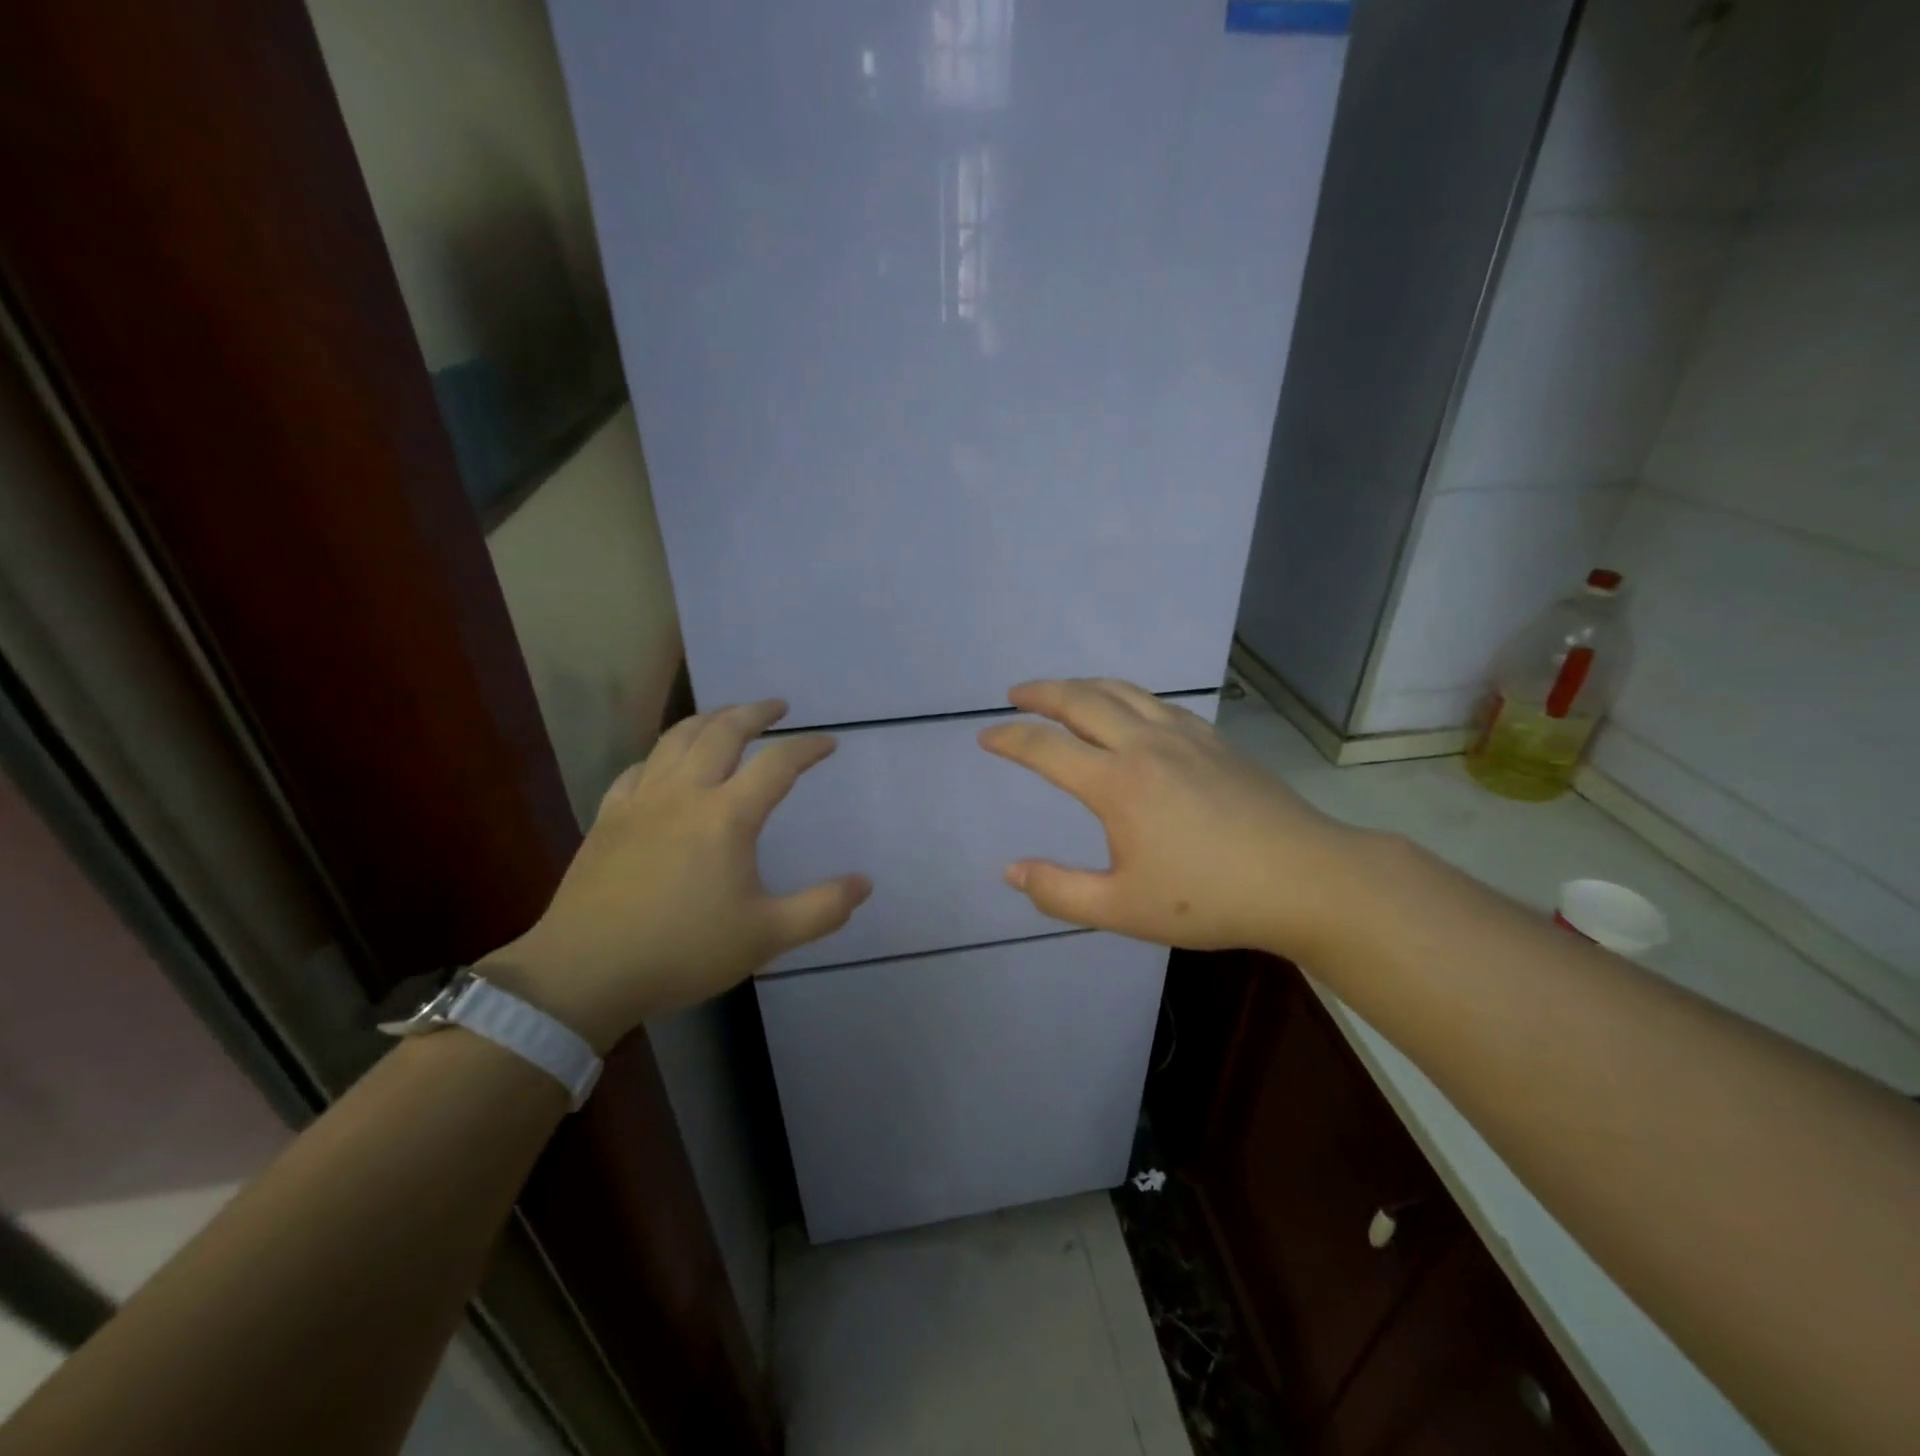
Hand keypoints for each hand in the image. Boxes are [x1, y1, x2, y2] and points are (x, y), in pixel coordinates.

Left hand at [480, 700, 870, 1050]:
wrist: (585, 973)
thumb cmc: (683, 952)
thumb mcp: (766, 937)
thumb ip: (822, 909)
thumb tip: (865, 883)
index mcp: (726, 816)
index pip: (777, 764)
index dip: (807, 748)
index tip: (828, 743)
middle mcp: (684, 794)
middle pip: (722, 732)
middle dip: (754, 713)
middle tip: (776, 706)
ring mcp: (641, 801)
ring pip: (675, 739)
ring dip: (707, 719)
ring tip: (726, 716)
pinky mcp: (608, 817)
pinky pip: (638, 769)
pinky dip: (660, 755)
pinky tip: (664, 764)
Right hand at [979, 679, 1377, 959]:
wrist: (1305, 878)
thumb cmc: (1210, 898)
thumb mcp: (1123, 909)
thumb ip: (1059, 891)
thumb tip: (1011, 871)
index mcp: (1116, 783)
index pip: (1046, 748)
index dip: (1009, 739)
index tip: (986, 736)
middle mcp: (1145, 745)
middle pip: (1081, 700)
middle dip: (1041, 692)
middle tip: (1016, 694)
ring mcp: (1184, 736)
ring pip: (1122, 691)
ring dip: (1083, 685)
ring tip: (1063, 692)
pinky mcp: (1215, 740)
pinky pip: (1158, 703)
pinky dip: (1127, 696)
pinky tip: (1130, 712)